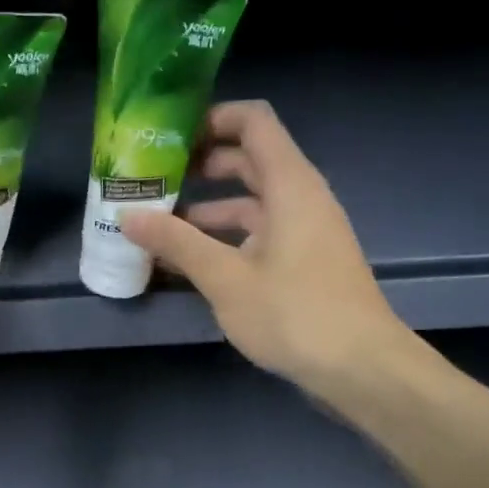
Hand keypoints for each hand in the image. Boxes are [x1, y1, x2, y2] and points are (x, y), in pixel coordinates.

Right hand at [121, 100, 416, 391]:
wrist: (361, 369)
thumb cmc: (295, 314)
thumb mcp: (225, 278)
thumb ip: (176, 242)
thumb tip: (127, 215)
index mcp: (290, 185)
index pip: (253, 122)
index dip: (212, 118)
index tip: (168, 137)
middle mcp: (300, 197)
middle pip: (247, 160)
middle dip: (199, 166)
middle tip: (153, 180)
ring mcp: (302, 230)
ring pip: (249, 202)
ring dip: (205, 208)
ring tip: (157, 225)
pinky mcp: (301, 260)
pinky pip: (256, 233)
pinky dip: (222, 238)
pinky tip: (186, 262)